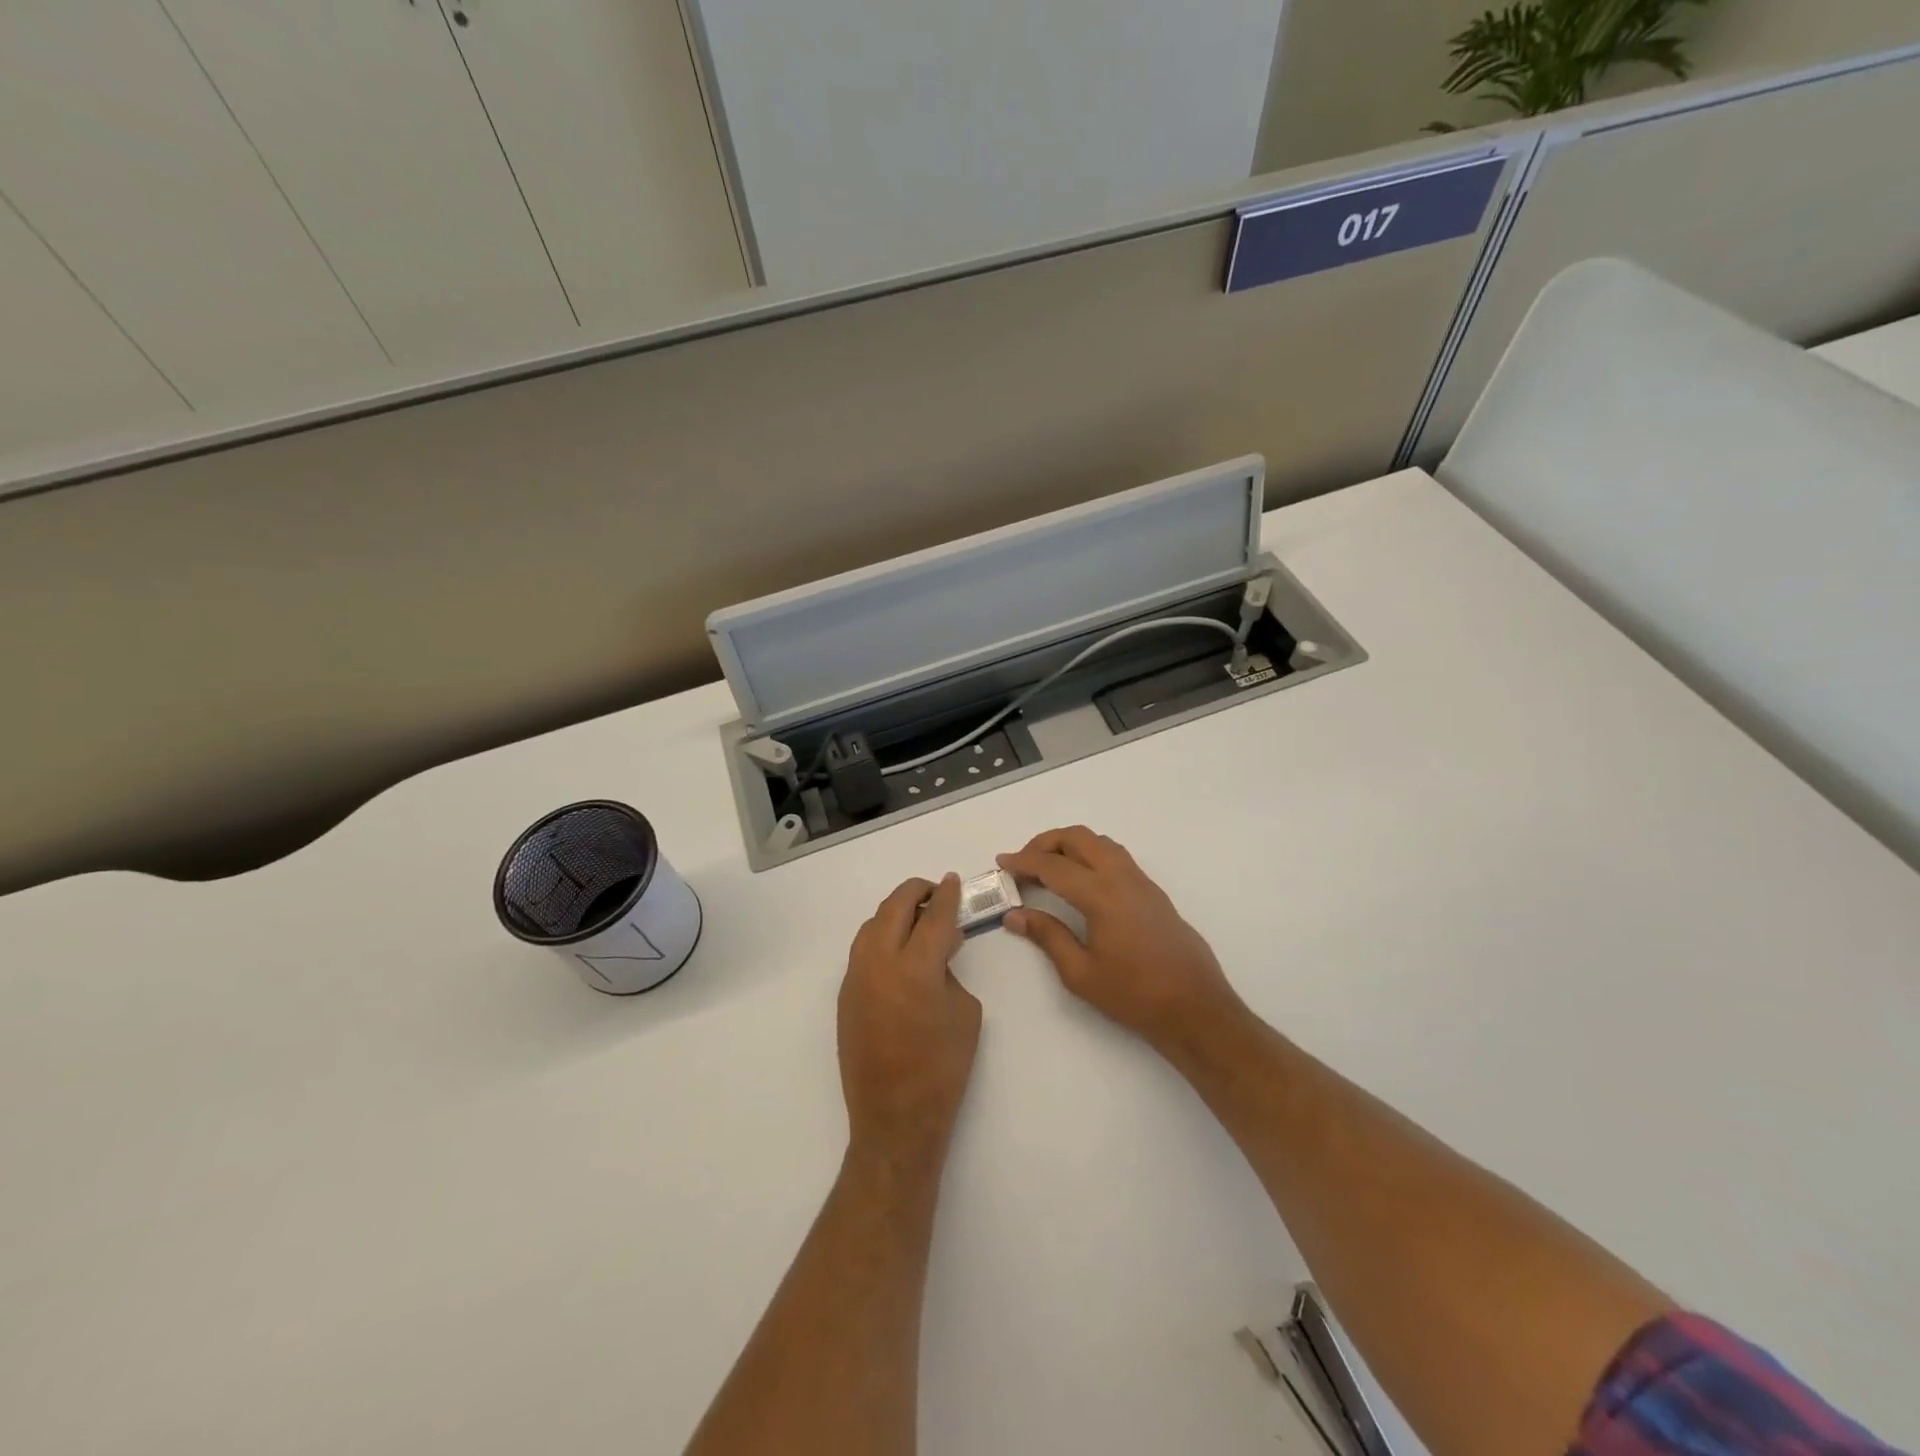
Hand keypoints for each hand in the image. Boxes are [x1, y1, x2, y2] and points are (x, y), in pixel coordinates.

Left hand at [838, 874, 981, 1167]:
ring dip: (896, 912)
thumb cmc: (943, 1068)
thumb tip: (940, 949)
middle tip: (936, 893)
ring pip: (873, 924)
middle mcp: (879, 962)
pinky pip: (862, 950)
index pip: (935, 916)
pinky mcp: (844, 994)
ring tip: (917, 919)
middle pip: (895, 907)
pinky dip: (882, 937)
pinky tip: (898, 951)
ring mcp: (856, 977)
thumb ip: (950, 970)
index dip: (947, 895)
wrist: (896, 1116)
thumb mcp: (965, 1012)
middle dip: (917, 892)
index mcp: (916, 967)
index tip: (953, 881)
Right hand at [999, 826, 1243, 1050]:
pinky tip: (1082, 882)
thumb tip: (1014, 915)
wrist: (1196, 1008)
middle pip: (1078, 838)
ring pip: (1100, 843)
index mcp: (1101, 895)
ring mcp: (1142, 882)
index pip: (1053, 866)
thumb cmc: (1134, 995)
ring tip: (1050, 869)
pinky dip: (1091, 855)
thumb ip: (1047, 936)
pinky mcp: (1154, 893)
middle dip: (1045, 842)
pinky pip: (1117, 856)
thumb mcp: (1080, 973)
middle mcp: (1122, 878)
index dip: (1023, 861)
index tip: (1002, 863)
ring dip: (1071, 845)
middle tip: (1024, 863)